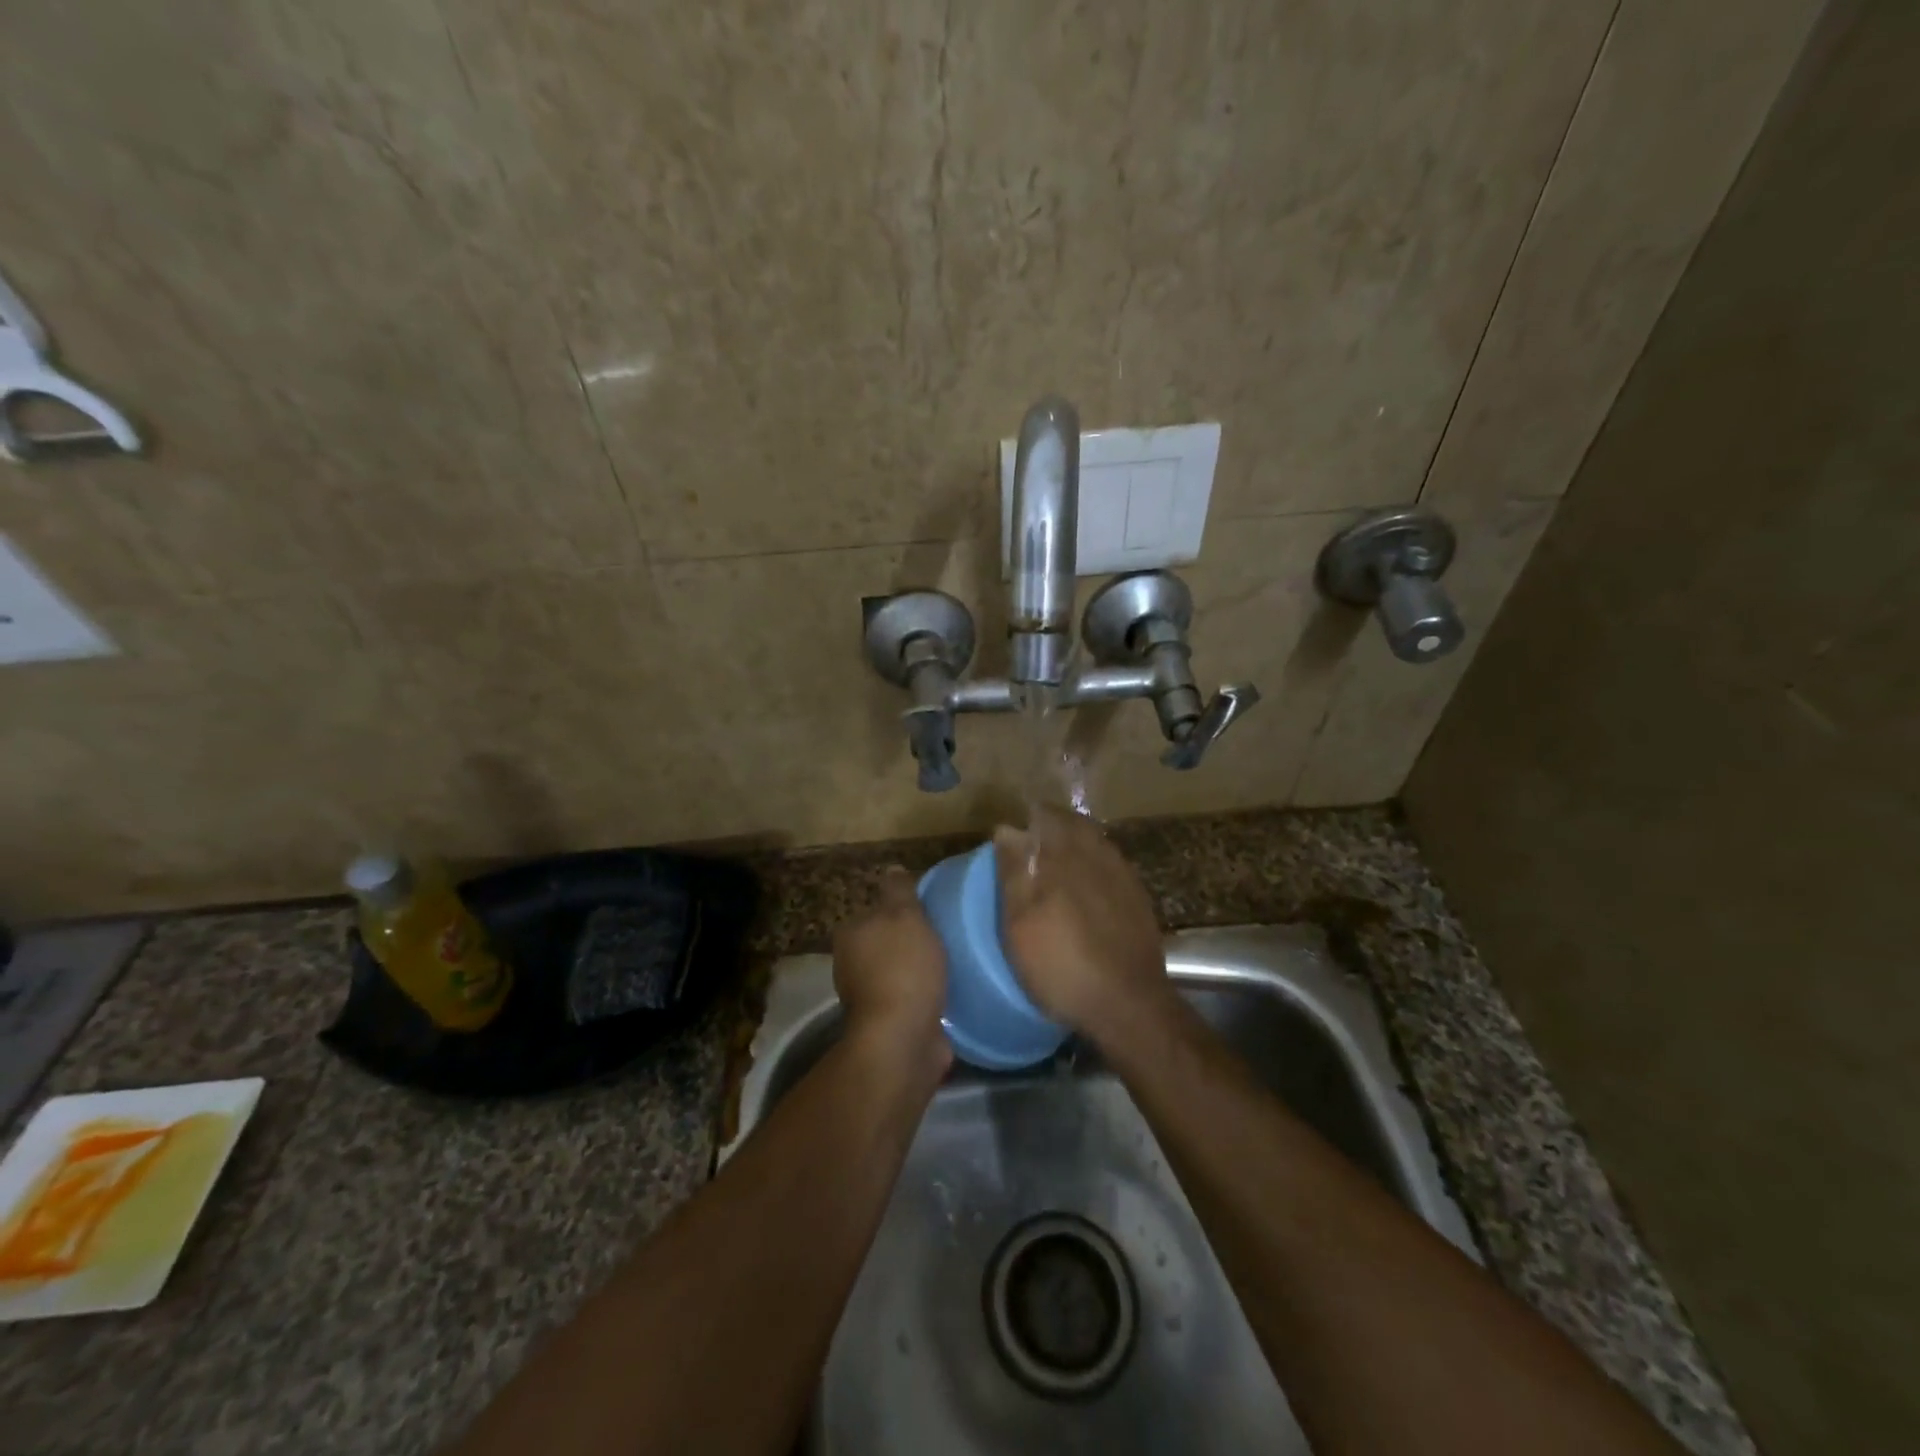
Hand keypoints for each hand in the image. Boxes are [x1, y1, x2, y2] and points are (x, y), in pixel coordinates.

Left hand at [832, 866, 950, 1066]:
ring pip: (898, 971)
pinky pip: (910, 998)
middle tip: (947, 936)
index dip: (903, 909)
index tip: (931, 912)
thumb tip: (892, 868)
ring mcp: (868, 996)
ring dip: (920, 970)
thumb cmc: (903, 968)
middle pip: (886, 941)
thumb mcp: (905, 915)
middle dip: (911, 941)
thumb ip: (899, 890)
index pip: (876, 910)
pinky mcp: (888, 1023)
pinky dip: (925, 995)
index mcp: (850, 934)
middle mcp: (851, 964)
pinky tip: (948, 992)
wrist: (902, 1038)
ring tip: (953, 963)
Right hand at [993, 808, 1172, 1043]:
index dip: (1028, 819)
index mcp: (1065, 856)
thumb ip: (1015, 873)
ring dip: (1074, 844)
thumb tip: (1008, 828)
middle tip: (1031, 845)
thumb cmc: (1062, 965)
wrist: (1128, 1003)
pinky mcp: (1138, 897)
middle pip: (1073, 825)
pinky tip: (1084, 889)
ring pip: (1094, 842)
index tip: (1013, 831)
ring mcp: (1123, 874)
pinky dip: (1092, 866)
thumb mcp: (1021, 925)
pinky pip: (1110, 864)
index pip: (1045, 816)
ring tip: (1054, 865)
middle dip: (1051, 827)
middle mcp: (1098, 854)